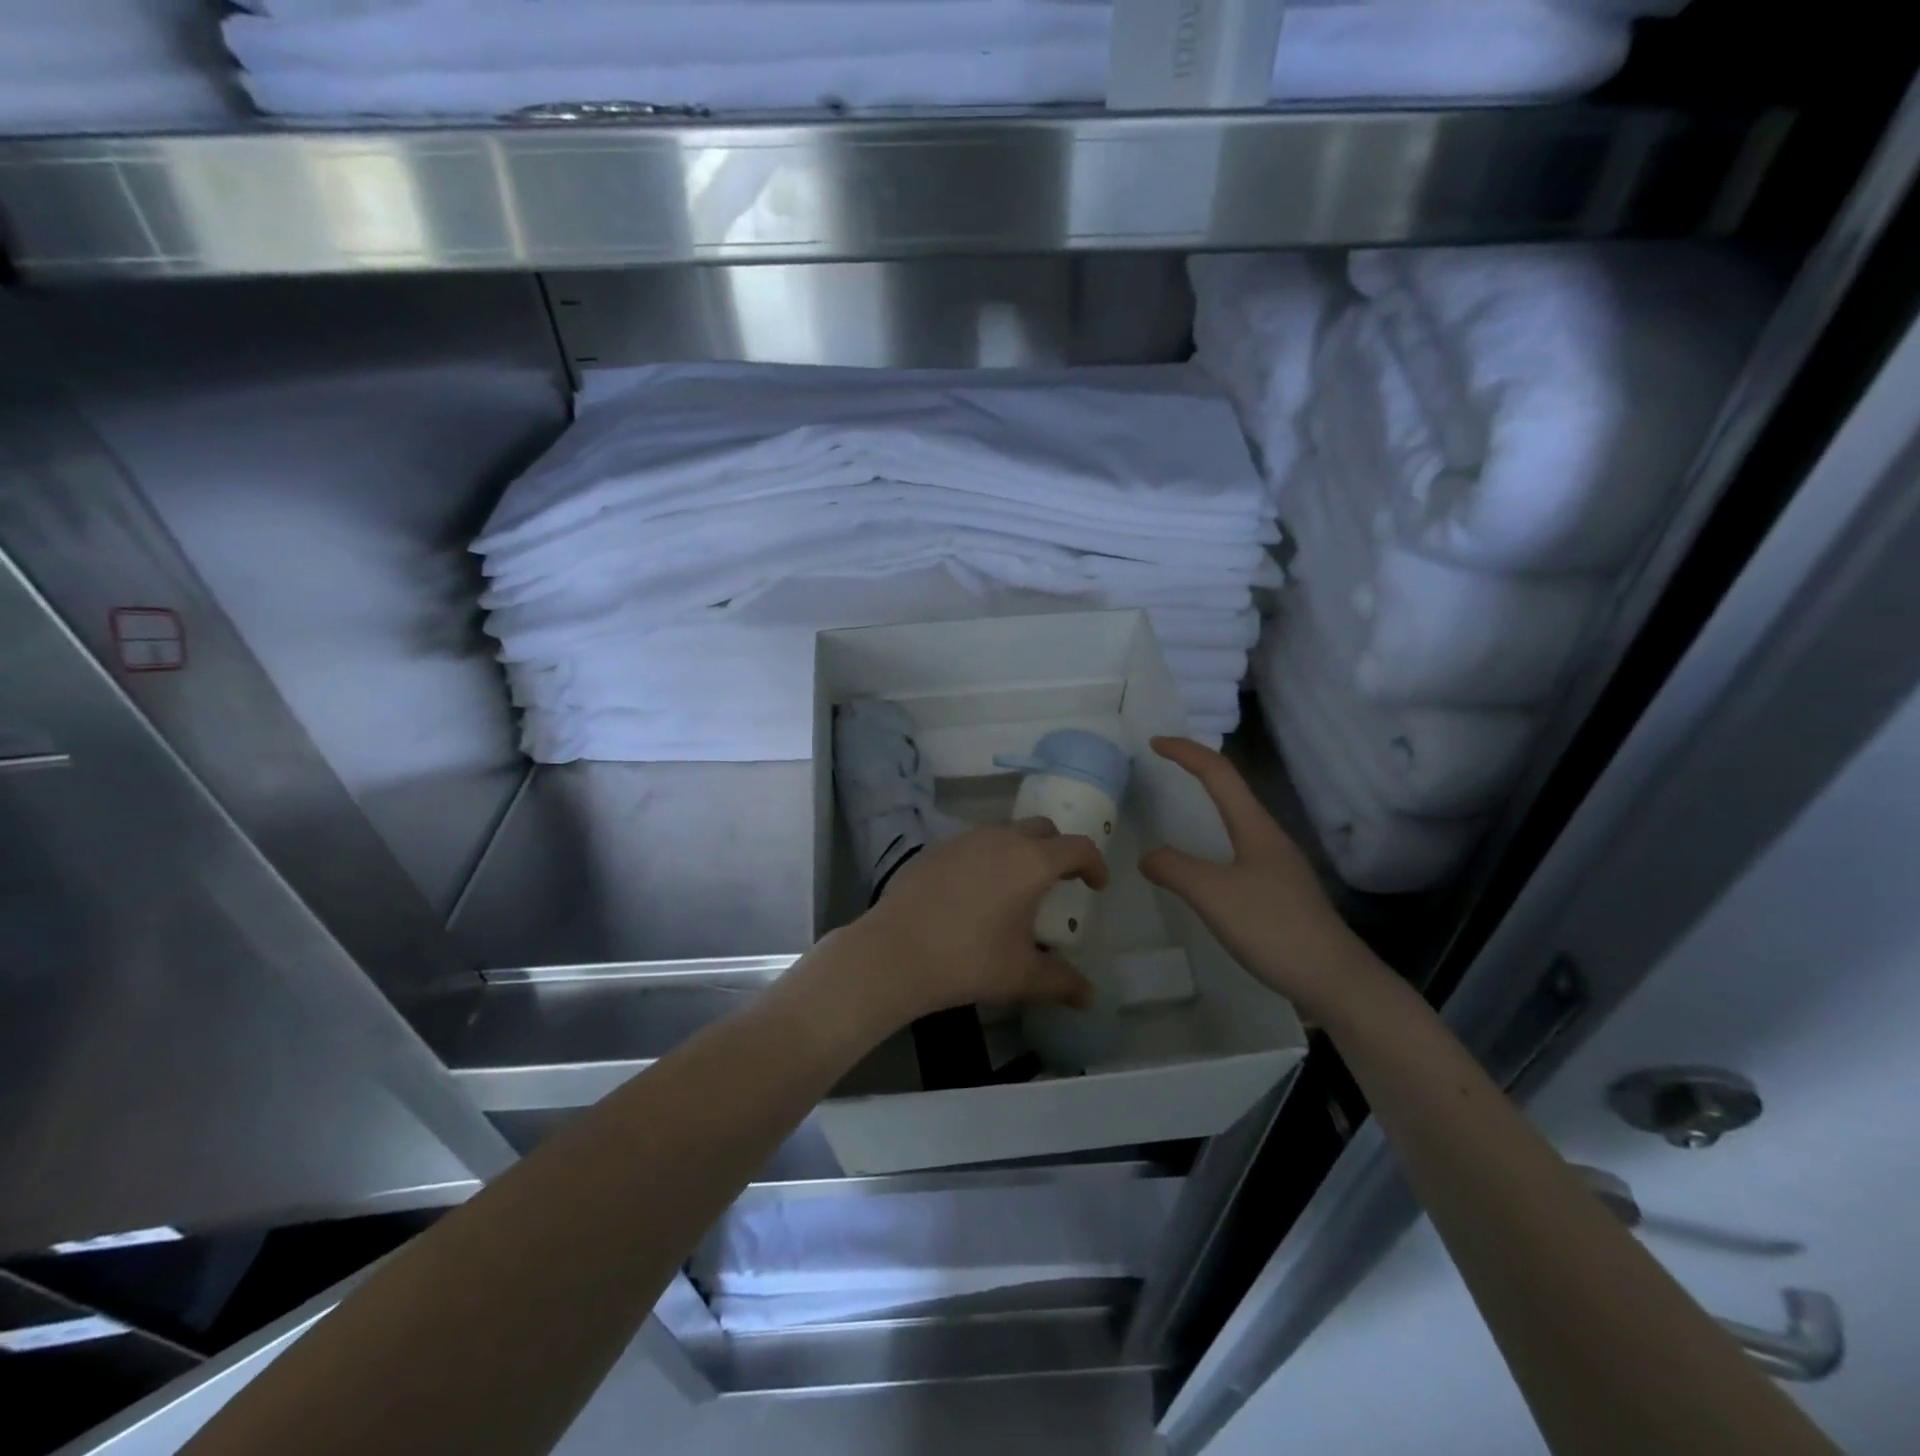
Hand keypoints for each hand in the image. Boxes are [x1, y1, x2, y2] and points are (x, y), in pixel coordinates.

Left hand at [837, 820, 1107, 1031]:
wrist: (894, 951)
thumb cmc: (969, 960)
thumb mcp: (1022, 976)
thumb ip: (1062, 982)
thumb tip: (1089, 996)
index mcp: (1031, 862)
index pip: (1077, 847)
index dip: (1094, 863)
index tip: (1095, 886)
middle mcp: (1001, 839)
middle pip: (1042, 829)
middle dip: (1057, 850)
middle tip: (1058, 882)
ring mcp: (964, 839)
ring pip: (1004, 832)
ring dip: (1020, 851)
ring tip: (1015, 888)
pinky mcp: (935, 848)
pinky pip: (973, 844)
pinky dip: (986, 859)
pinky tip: (974, 893)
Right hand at [1139, 737, 1383, 1022]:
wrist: (1334, 980)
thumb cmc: (1273, 927)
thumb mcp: (1212, 894)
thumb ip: (1175, 868)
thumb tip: (1148, 856)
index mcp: (1255, 827)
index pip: (1219, 774)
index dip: (1187, 752)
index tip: (1155, 742)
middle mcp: (1270, 838)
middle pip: (1232, 791)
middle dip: (1198, 772)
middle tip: (1164, 770)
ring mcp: (1279, 867)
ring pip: (1238, 822)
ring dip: (1208, 807)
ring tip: (1178, 813)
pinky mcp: (1282, 894)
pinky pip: (1240, 852)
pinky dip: (1214, 843)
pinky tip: (1205, 870)